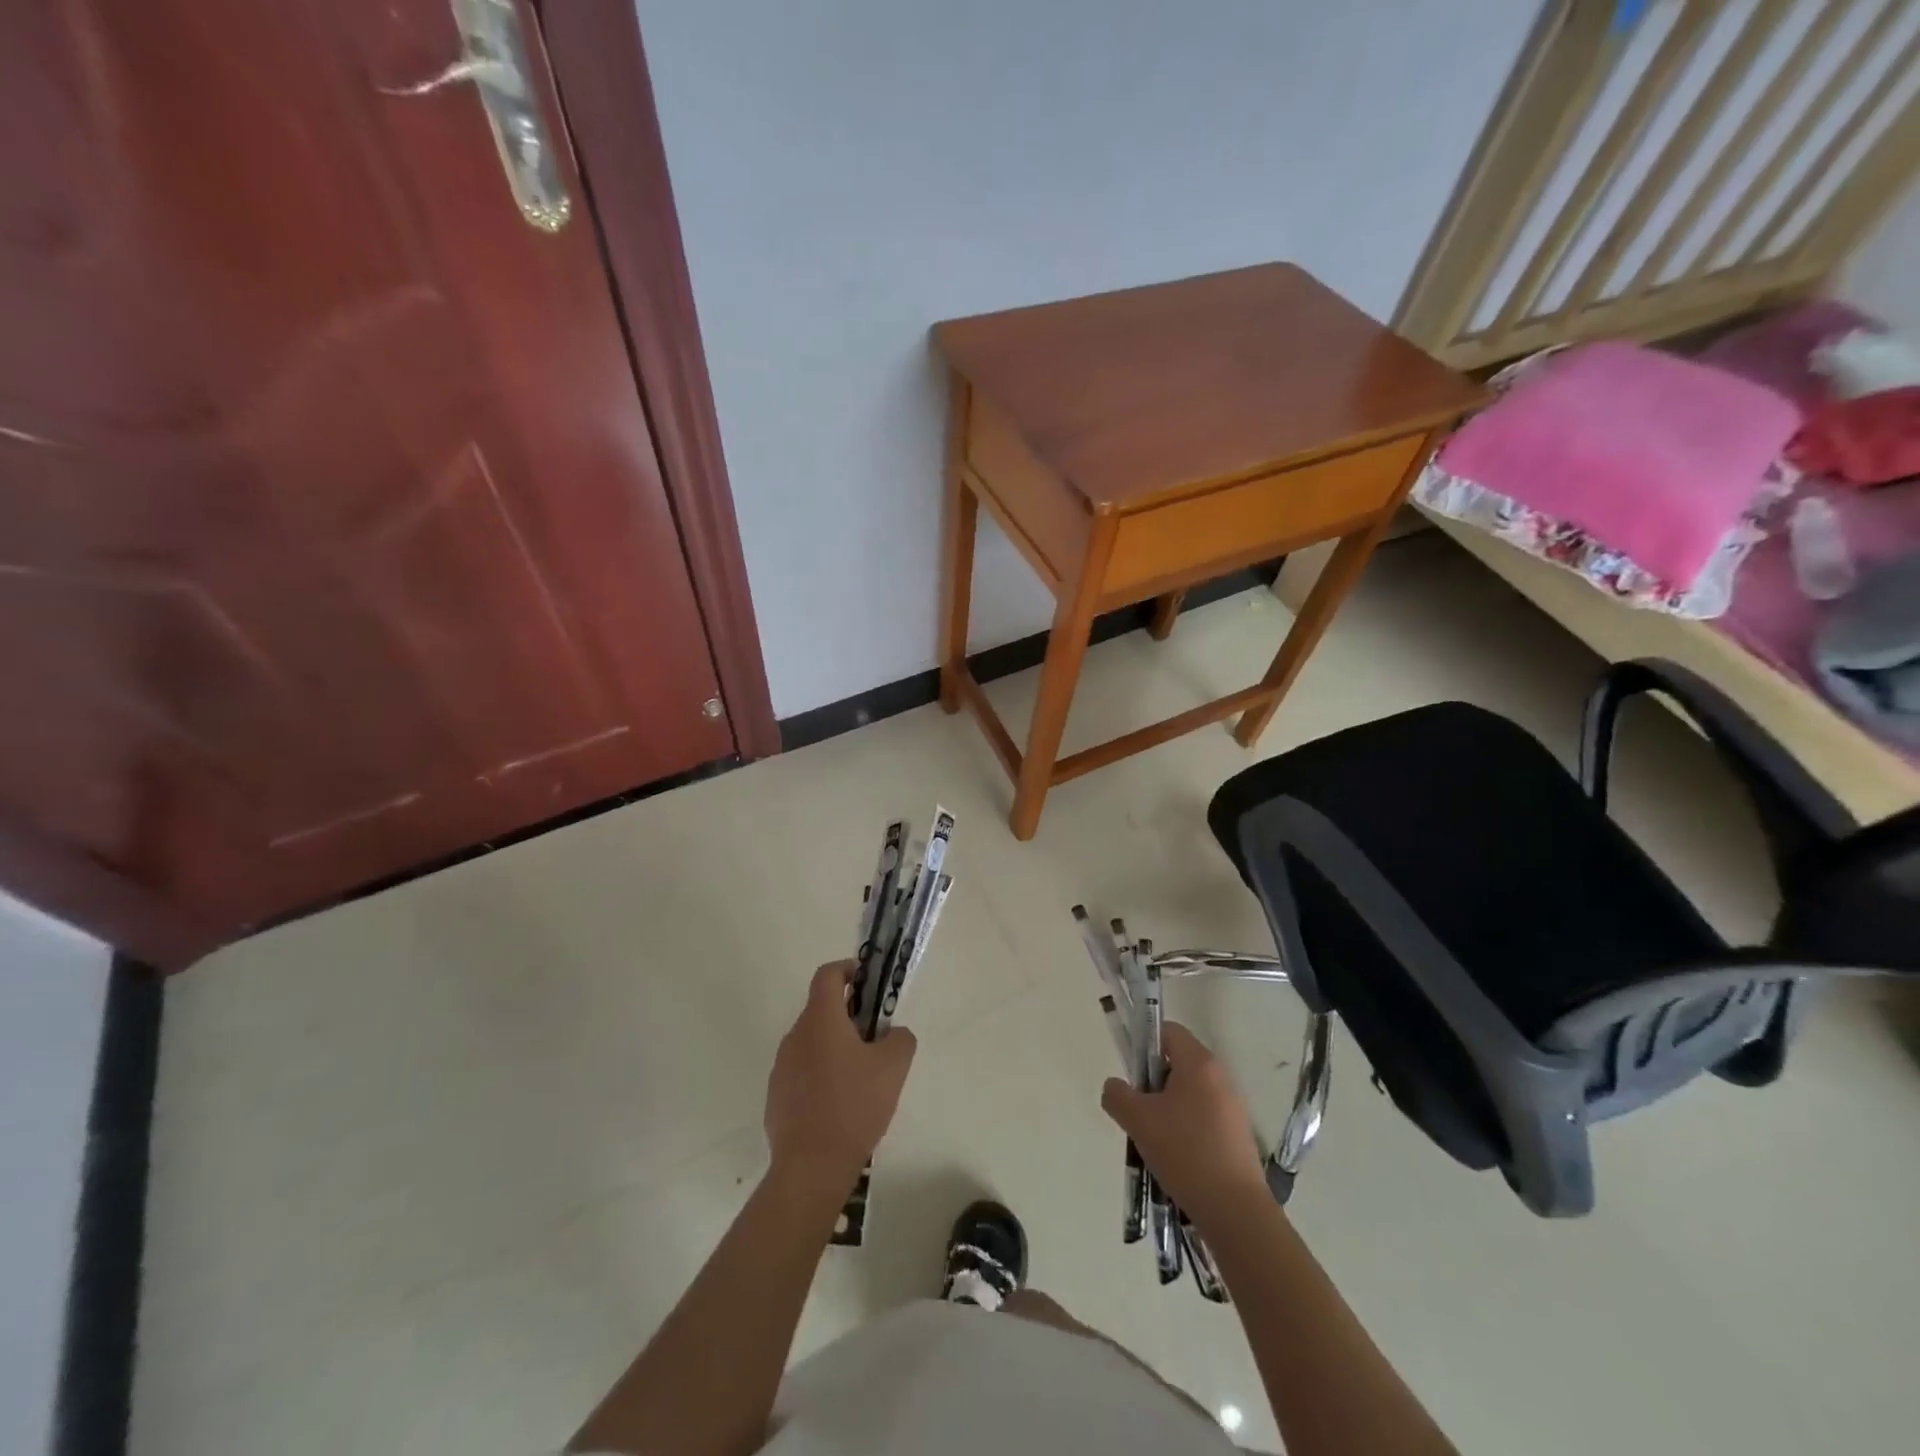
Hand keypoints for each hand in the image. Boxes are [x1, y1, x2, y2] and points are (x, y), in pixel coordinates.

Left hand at [764, 961, 916, 1195]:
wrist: (811, 1167)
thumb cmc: (854, 1106)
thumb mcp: (893, 1067)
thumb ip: (900, 1039)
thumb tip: (893, 1034)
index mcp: (821, 1020)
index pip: (827, 974)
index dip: (848, 969)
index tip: (867, 981)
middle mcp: (795, 1036)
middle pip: (821, 1010)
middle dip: (849, 1016)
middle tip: (875, 1039)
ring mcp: (781, 1067)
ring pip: (812, 1042)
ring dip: (834, 1047)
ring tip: (860, 1077)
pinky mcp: (776, 1096)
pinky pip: (802, 1072)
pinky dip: (820, 1075)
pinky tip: (839, 1105)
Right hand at [1101, 1022, 1266, 1224]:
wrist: (1235, 1211)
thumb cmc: (1184, 1152)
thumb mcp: (1138, 1120)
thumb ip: (1117, 1095)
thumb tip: (1115, 1087)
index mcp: (1199, 1063)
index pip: (1168, 1031)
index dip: (1144, 1044)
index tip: (1132, 1073)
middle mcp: (1220, 1077)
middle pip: (1178, 1063)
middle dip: (1153, 1082)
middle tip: (1138, 1110)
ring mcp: (1233, 1107)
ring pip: (1189, 1093)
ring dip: (1167, 1108)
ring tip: (1154, 1139)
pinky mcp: (1238, 1135)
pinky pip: (1203, 1117)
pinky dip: (1186, 1128)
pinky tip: (1176, 1158)